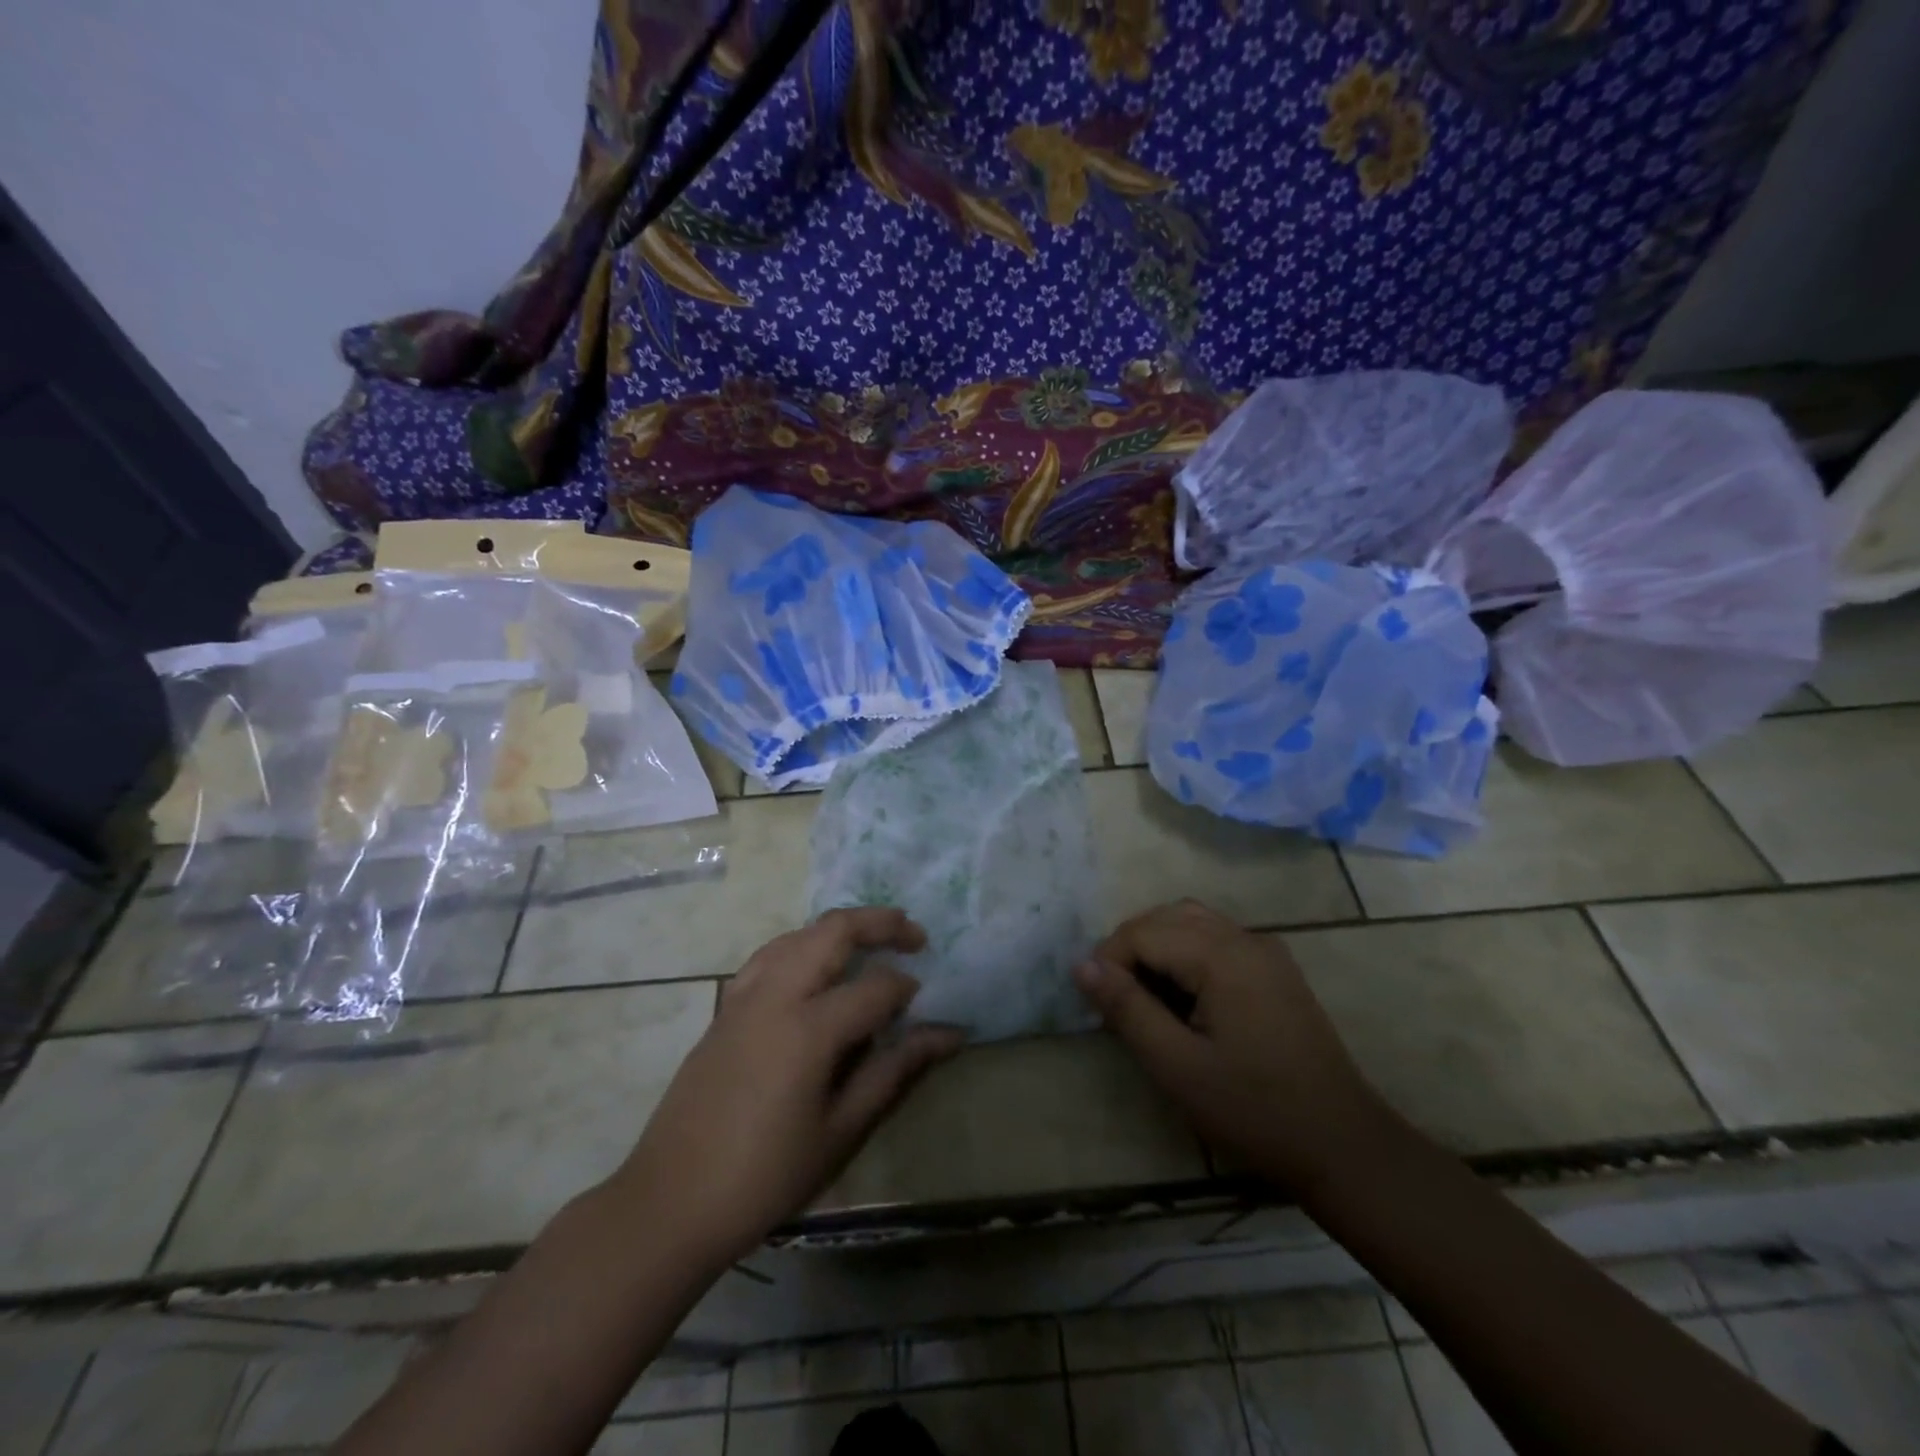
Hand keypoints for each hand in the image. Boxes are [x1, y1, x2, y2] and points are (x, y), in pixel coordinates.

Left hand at [609, 907, 962, 1269]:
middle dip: (880, 923)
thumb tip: (948, 1034)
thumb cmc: (766, 1176)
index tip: (928, 1008)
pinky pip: (771, 953)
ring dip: (840, 928)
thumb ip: (895, 1071)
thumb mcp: (841, 1130)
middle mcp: (776, 994)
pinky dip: (803, 944)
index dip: (907, 991)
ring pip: (800, 934)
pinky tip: (815, 966)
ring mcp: (745, 995)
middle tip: (915, 935)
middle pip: (834, 931)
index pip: (875, 988)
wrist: (672, 1201)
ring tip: (872, 940)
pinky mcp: (726, 1006)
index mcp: (808, 1028)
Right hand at [1074, 899, 1388, 1194]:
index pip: (1143, 932)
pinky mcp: (1275, 970)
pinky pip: (1217, 939)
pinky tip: (1182, 996)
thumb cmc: (1254, 1110)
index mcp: (1222, 956)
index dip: (1109, 961)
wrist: (1343, 1146)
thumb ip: (1127, 1008)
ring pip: (1192, 922)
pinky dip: (1185, 953)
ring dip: (1157, 946)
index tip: (1098, 1006)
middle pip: (1167, 917)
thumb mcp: (1177, 1066)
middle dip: (1130, 948)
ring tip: (1142, 995)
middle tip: (1115, 999)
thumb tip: (1081, 965)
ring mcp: (1265, 951)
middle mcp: (1245, 938)